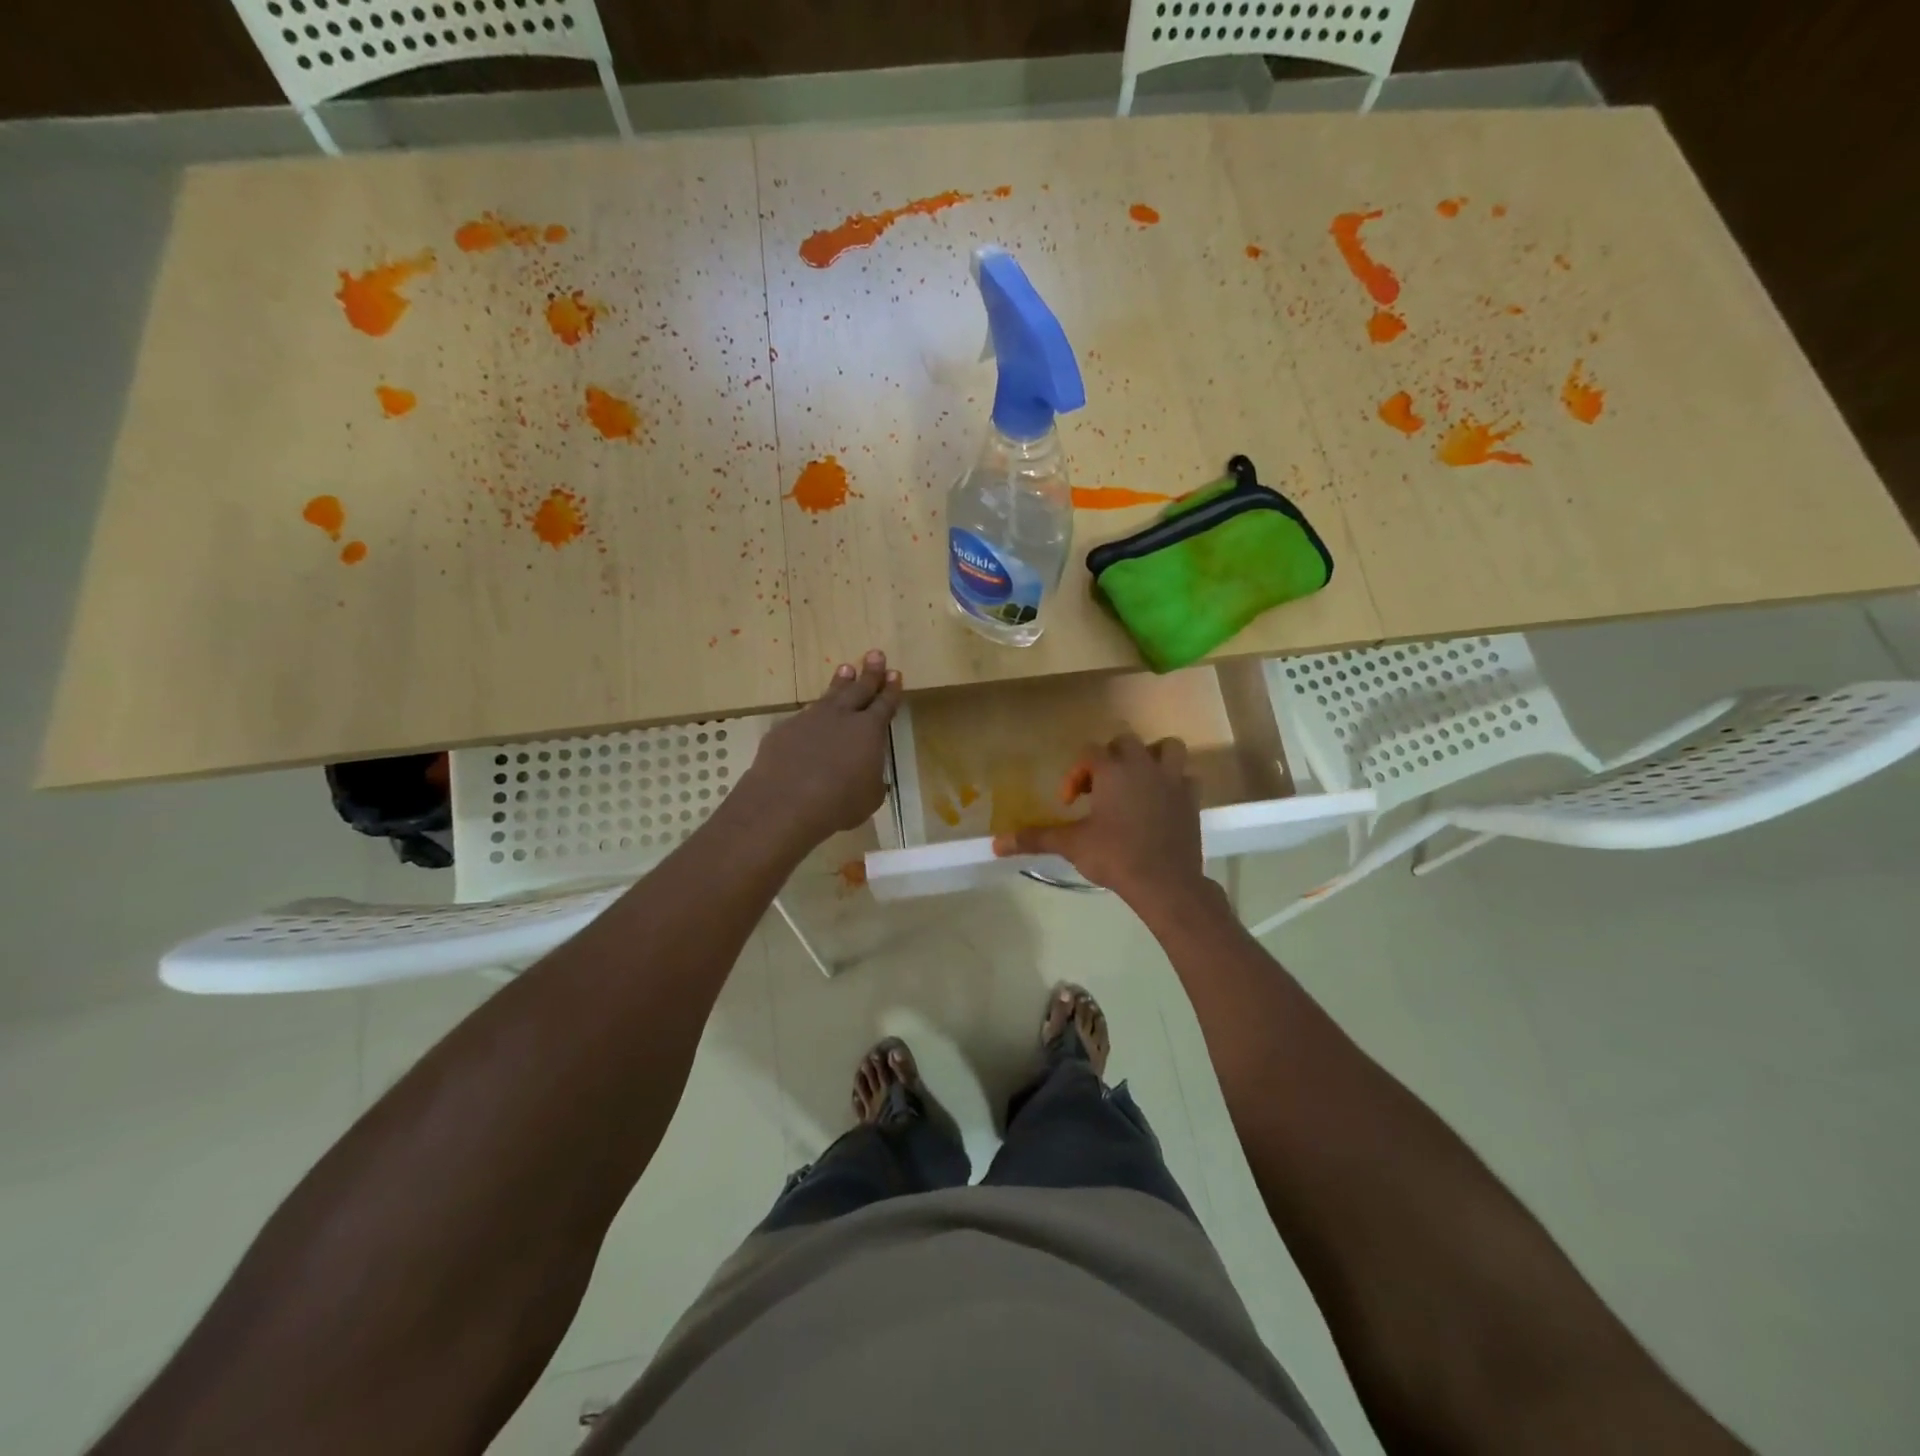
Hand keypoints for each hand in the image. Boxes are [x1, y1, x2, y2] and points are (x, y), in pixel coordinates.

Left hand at [736, 651, 902, 848]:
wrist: (786, 802)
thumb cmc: (839, 803)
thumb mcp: (869, 797)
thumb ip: (872, 779)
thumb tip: (868, 774)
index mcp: (869, 731)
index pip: (885, 704)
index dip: (891, 690)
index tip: (895, 673)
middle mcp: (841, 717)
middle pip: (859, 689)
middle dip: (870, 672)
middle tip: (876, 654)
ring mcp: (810, 719)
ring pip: (829, 696)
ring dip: (840, 682)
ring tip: (846, 668)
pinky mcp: (785, 730)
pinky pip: (803, 717)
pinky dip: (812, 715)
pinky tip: (811, 717)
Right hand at [991, 734, 1209, 909]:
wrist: (1165, 882)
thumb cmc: (1115, 857)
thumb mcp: (1071, 845)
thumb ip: (1035, 838)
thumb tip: (995, 843)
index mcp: (1113, 770)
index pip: (1089, 753)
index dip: (1075, 774)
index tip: (1070, 803)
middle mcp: (1143, 766)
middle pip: (1125, 743)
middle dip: (1110, 760)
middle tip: (1099, 790)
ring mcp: (1172, 780)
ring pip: (1166, 748)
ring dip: (1150, 758)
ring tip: (1136, 782)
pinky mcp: (1192, 799)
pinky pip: (1186, 777)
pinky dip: (1174, 783)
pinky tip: (1161, 802)